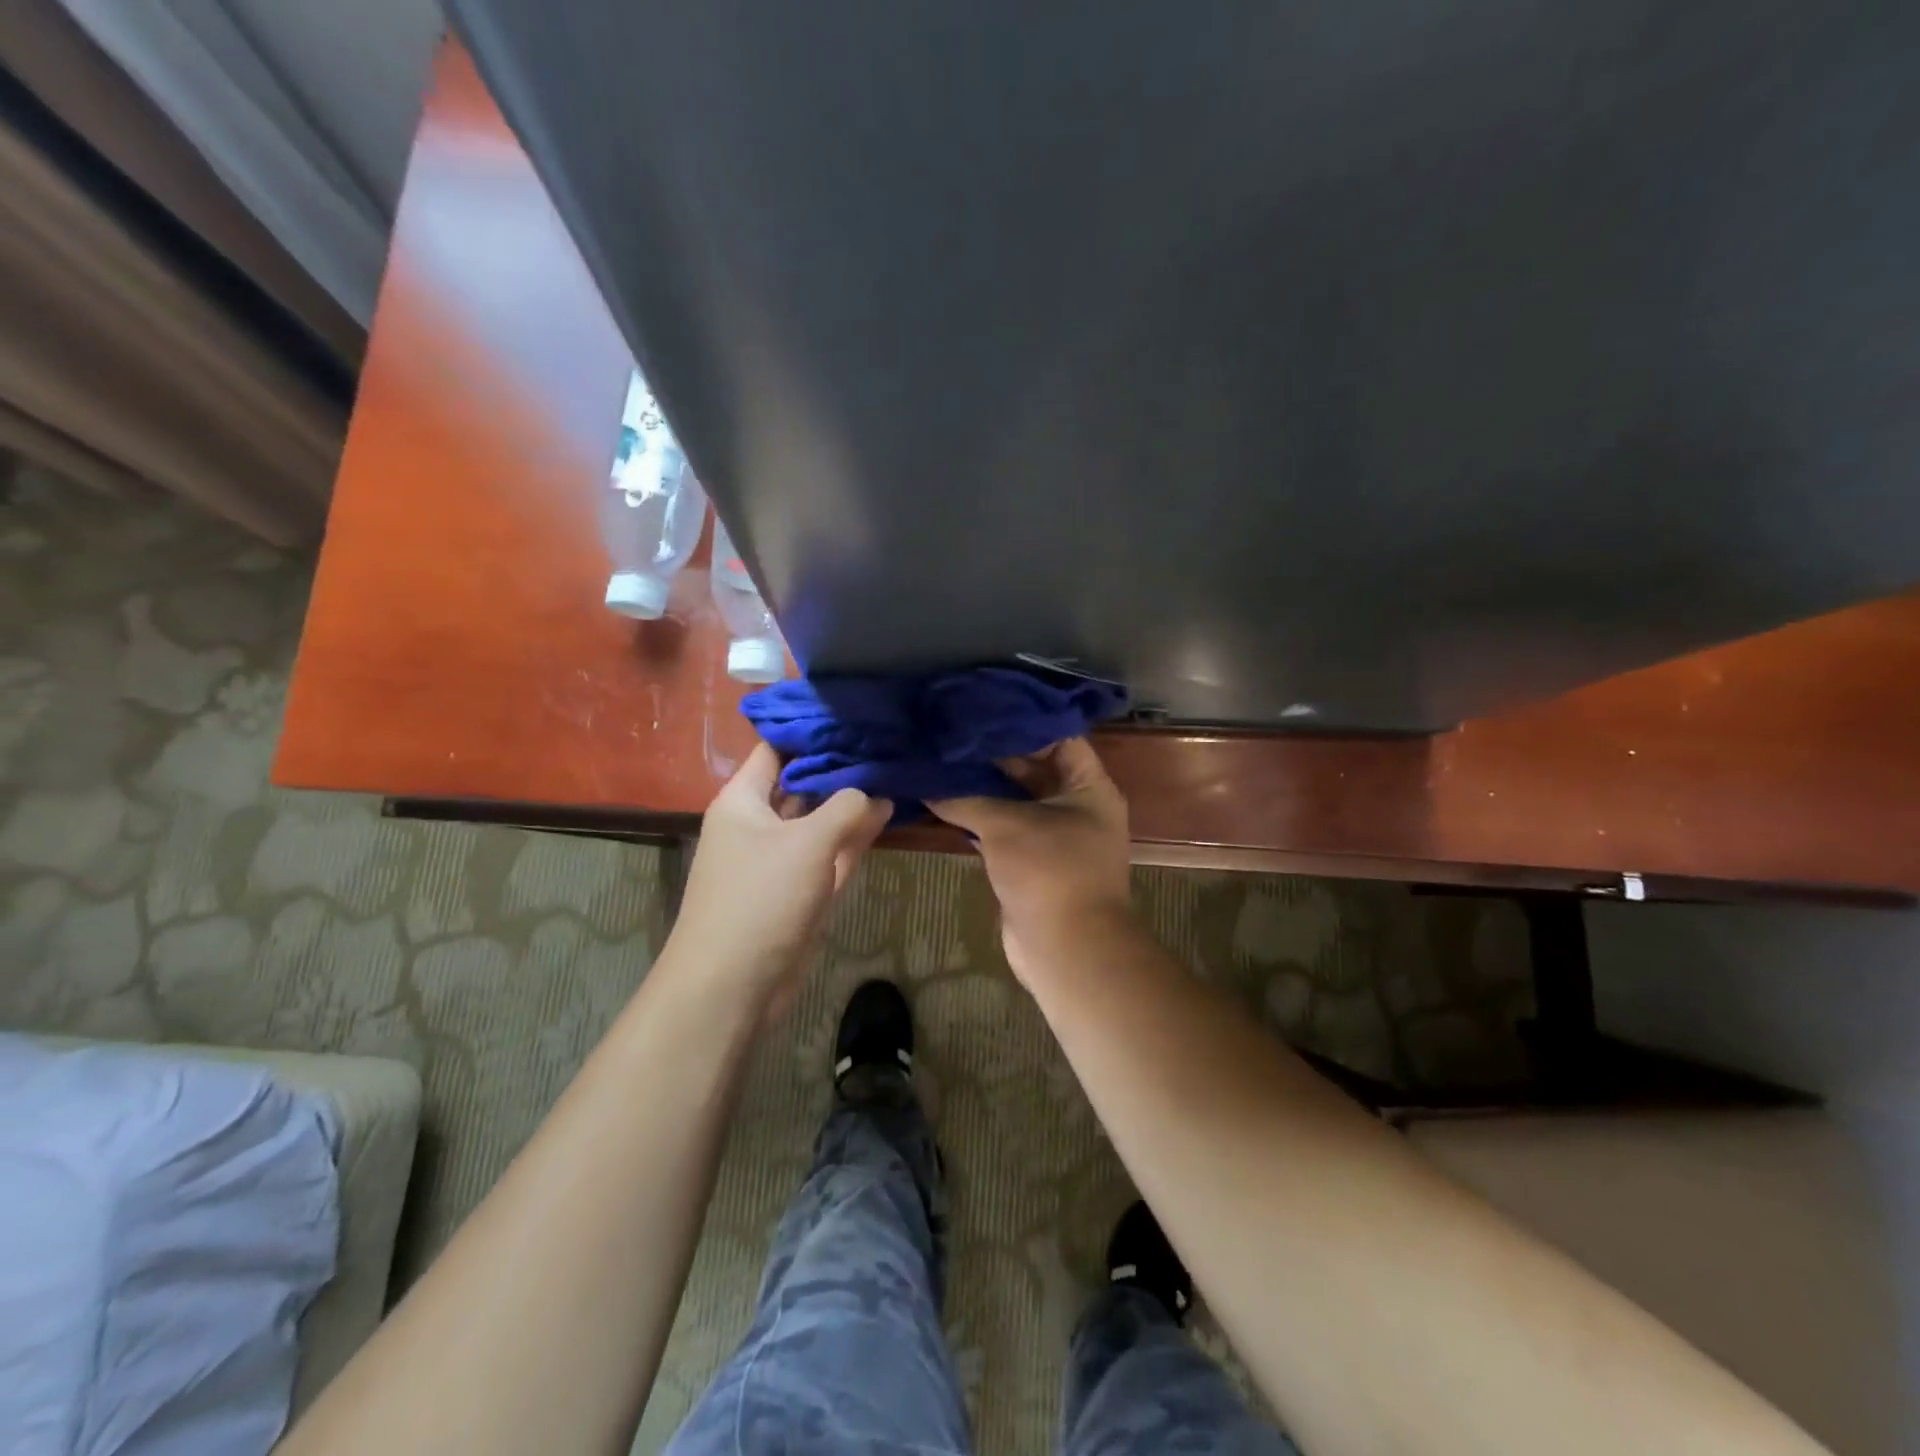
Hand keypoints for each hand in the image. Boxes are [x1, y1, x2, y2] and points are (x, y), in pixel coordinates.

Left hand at [671, 744, 891, 1014]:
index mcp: (744, 800)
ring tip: (895, 768)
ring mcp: (780, 857)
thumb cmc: (760, 898)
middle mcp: (759, 823)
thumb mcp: (808, 843)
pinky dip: (853, 836)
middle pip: (802, 782)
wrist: (732, 985)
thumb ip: (847, 808)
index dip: (812, 731)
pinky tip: (887, 813)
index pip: (777, 749)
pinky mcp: (799, 889)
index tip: (854, 713)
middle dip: (840, 765)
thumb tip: (877, 790)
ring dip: (852, 802)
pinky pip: (829, 852)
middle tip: (886, 737)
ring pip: (820, 819)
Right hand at [929, 737, 1131, 984]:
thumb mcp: (1006, 826)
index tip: (981, 707)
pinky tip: (942, 799)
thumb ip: (966, 798)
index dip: (1021, 720)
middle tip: (951, 731)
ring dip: (981, 785)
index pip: (1057, 736)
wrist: (1066, 949)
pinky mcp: (1030, 860)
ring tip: (941, 758)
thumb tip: (925, 782)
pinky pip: (1002, 827)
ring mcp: (1053, 834)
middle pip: (1032, 766)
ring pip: (1014, 798)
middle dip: (993, 753)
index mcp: (1089, 786)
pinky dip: (977, 815)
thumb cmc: (1049, 872)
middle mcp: (1075, 804)